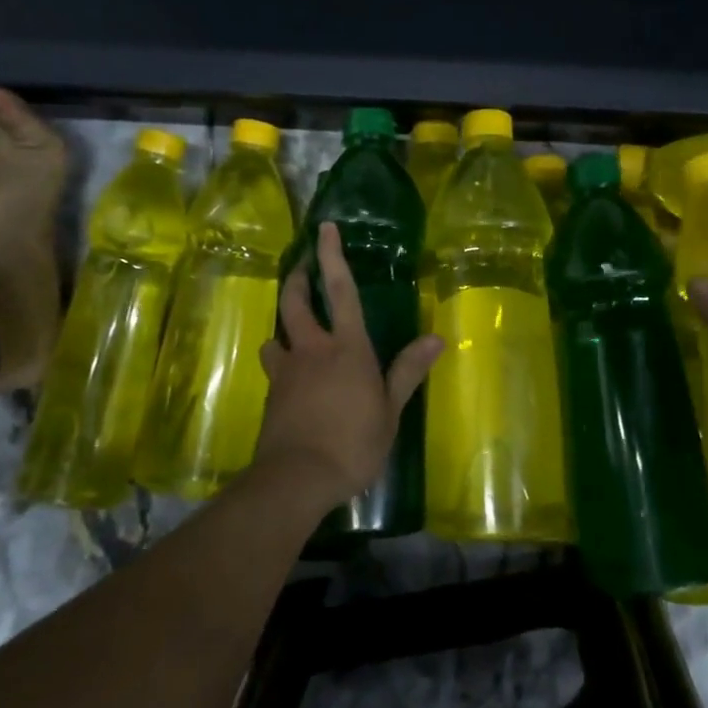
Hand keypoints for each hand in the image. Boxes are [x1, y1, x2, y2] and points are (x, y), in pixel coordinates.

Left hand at [255, 223, 443, 508]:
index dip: (333, 257)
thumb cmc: (354, 443)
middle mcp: (312, 350)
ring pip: (276, 334)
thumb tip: (436, 338)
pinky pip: (274, 367)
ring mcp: (286, 371)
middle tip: (300, 267)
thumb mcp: (390, 410)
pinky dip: (282, 362)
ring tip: (293, 334)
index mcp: (348, 349)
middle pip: (295, 302)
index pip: (341, 292)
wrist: (297, 478)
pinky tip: (291, 379)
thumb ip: (408, 371)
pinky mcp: (271, 394)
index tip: (324, 229)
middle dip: (296, 279)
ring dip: (284, 327)